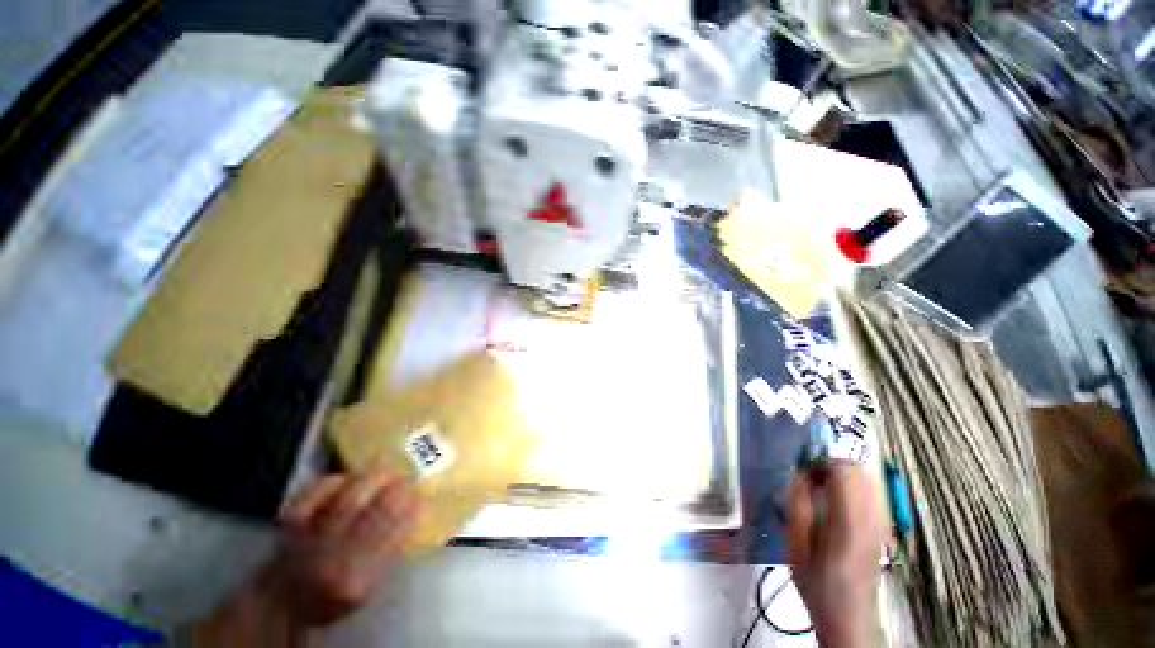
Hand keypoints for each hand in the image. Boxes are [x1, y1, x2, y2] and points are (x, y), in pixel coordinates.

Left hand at [188, 469, 419, 645]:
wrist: (280, 602)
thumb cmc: (331, 596)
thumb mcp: (366, 586)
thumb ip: (390, 551)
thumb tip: (416, 511)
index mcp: (356, 580)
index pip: (394, 533)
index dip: (412, 509)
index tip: (421, 498)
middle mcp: (332, 557)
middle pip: (374, 509)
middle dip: (396, 487)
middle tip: (407, 479)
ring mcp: (309, 538)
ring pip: (349, 495)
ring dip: (372, 478)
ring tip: (384, 472)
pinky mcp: (289, 523)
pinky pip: (317, 491)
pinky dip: (335, 480)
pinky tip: (346, 480)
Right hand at [787, 463, 886, 647]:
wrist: (849, 616)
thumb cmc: (817, 583)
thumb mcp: (795, 544)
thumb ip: (797, 504)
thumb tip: (800, 474)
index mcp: (849, 523)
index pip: (844, 471)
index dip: (821, 461)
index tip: (803, 470)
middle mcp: (873, 518)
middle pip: (859, 470)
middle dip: (832, 466)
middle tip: (811, 479)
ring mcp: (883, 523)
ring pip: (868, 478)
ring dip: (843, 475)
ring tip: (822, 489)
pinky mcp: (885, 528)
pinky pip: (873, 492)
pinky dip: (854, 486)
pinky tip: (838, 502)